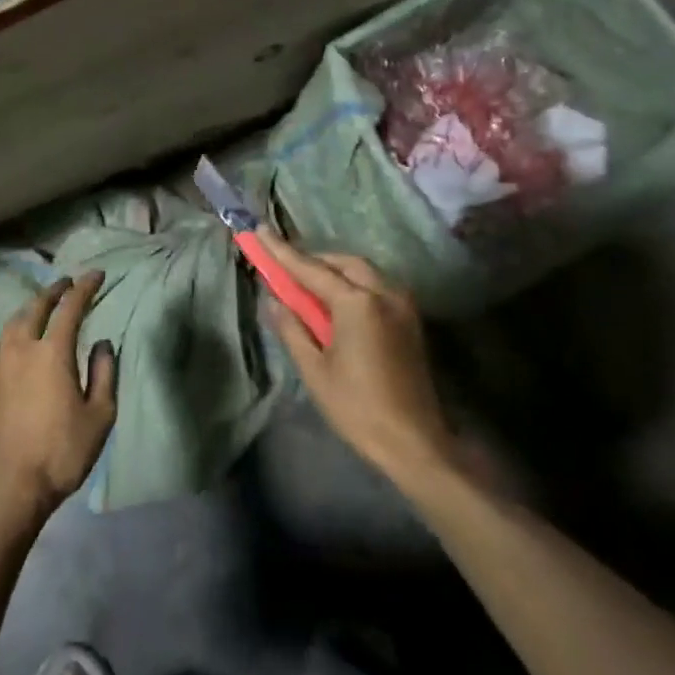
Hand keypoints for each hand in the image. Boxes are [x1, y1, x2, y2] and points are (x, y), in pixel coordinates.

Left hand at [0, 271, 117, 526]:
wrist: (9, 487)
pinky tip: (16, 341)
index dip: (85, 288)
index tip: (96, 275)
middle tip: (67, 283)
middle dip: (54, 291)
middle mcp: (21, 348)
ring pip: (13, 323)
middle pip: (36, 307)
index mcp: (52, 352)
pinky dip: (13, 332)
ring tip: (42, 307)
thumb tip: (102, 345)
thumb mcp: (99, 417)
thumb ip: (103, 374)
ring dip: (30, 309)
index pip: (70, 307)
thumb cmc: (62, 452)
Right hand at [257, 230, 455, 491]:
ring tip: (307, 284)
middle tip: (285, 265)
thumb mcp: (314, 369)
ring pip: (363, 272)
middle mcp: (384, 294)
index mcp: (357, 303)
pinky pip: (377, 287)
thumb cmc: (357, 407)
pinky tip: (336, 302)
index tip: (260, 231)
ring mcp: (402, 306)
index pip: (311, 269)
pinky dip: (353, 284)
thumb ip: (292, 328)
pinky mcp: (410, 321)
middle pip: (343, 263)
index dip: (282, 251)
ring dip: (334, 270)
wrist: (414, 443)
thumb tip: (274, 301)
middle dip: (313, 259)